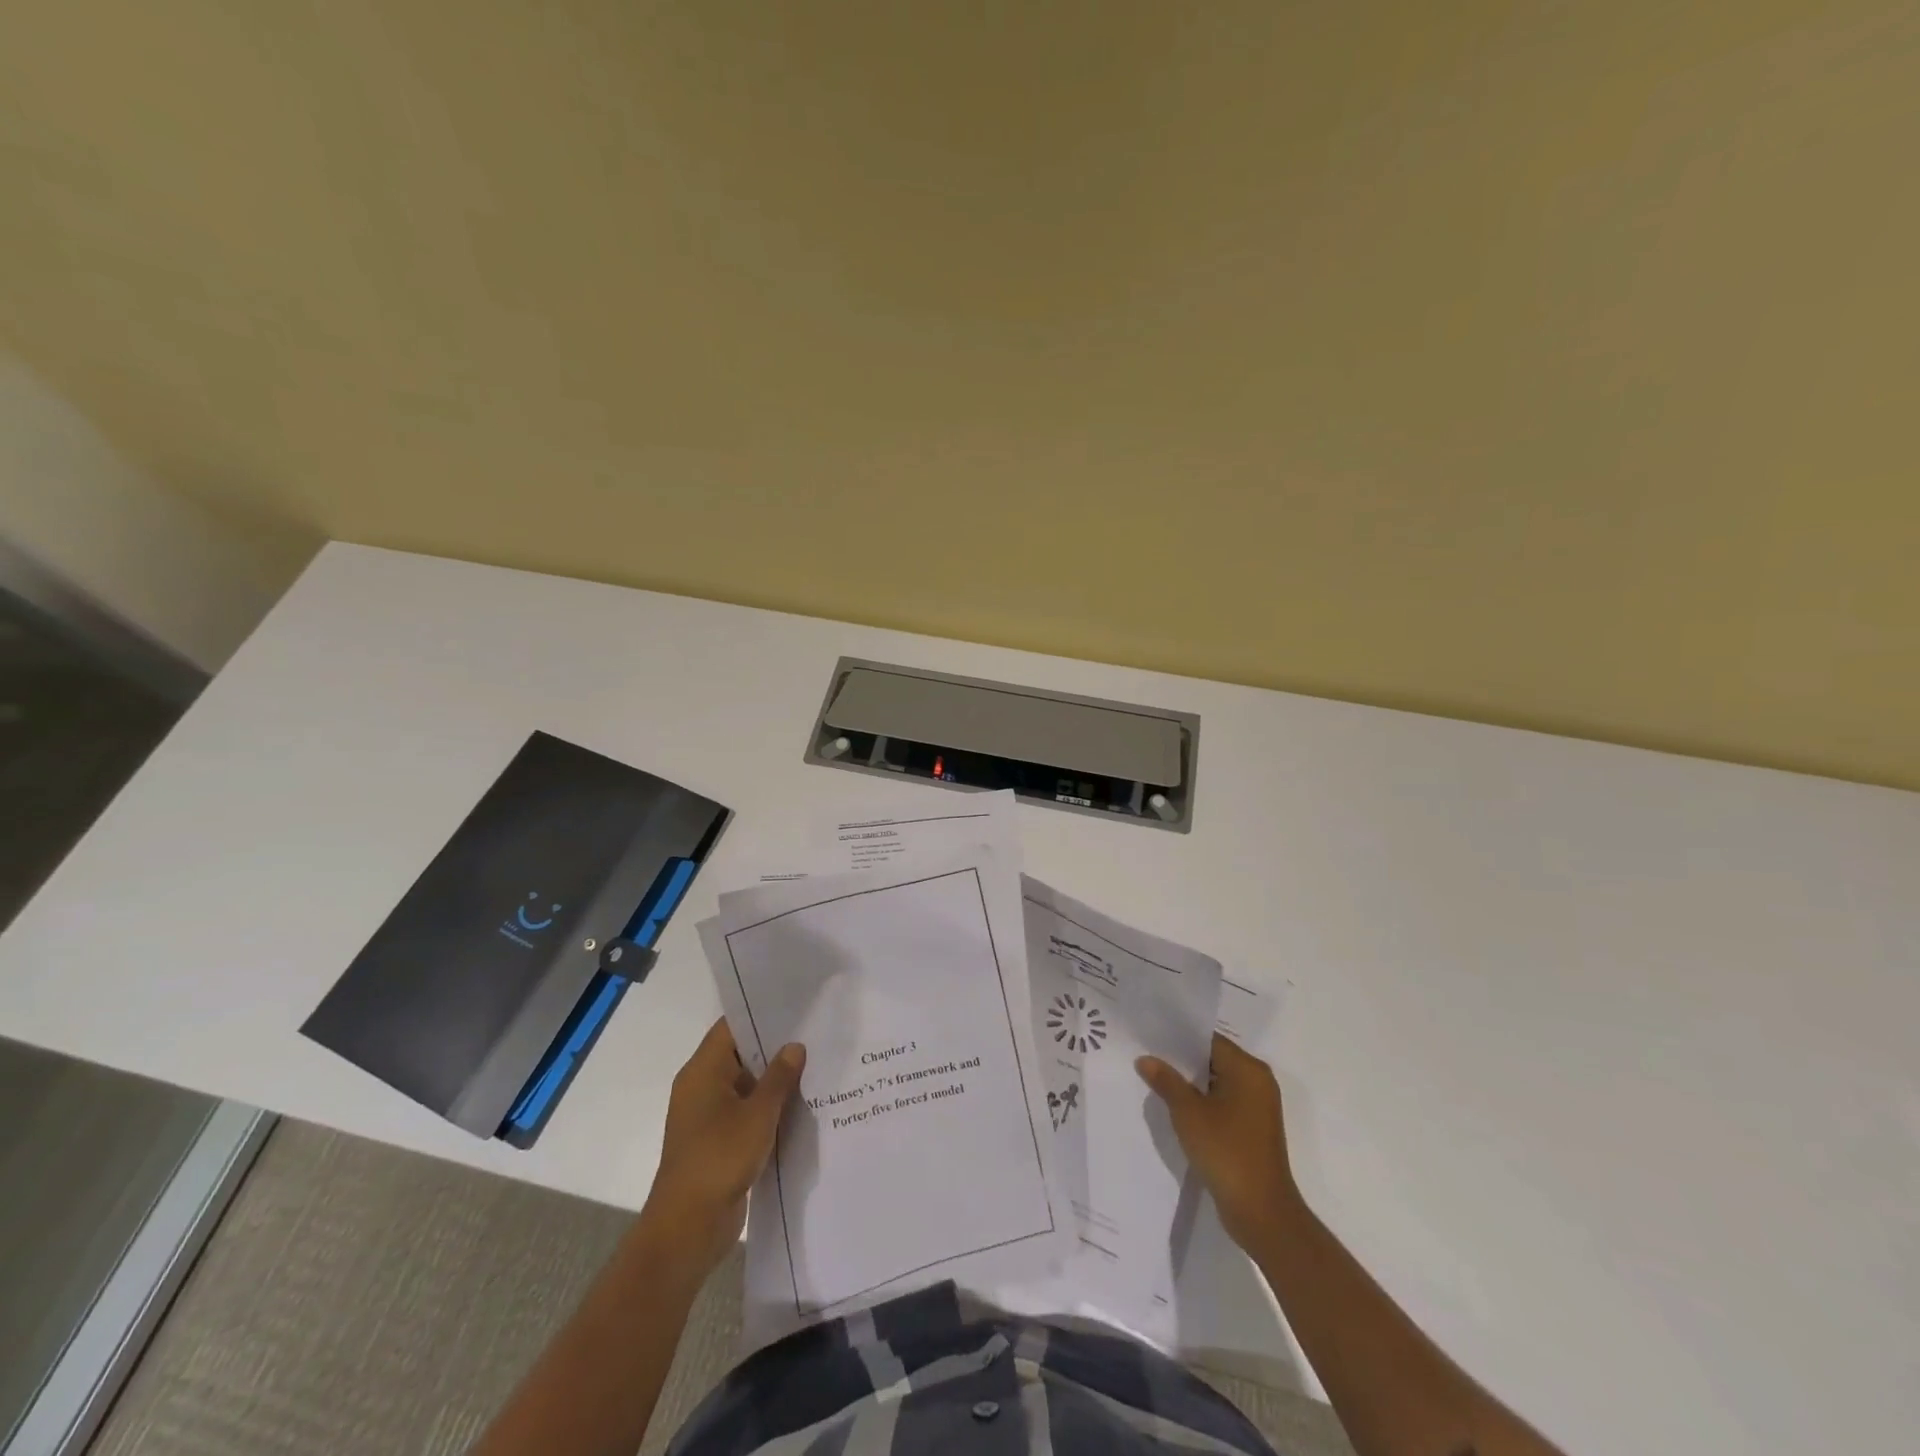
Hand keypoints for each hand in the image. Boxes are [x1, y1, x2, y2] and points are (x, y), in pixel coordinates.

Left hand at [638, 1018, 804, 1274]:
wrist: (687, 1229)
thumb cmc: (719, 1159)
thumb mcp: (758, 1114)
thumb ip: (779, 1077)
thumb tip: (795, 1046)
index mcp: (702, 1071)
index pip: (731, 1027)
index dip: (761, 1014)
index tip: (795, 1006)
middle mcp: (702, 1087)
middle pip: (740, 1055)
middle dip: (775, 1048)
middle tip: (815, 1034)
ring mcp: (708, 1116)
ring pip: (747, 1086)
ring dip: (775, 1082)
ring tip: (816, 1066)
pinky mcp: (718, 1142)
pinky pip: (746, 1113)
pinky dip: (769, 1109)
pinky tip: (802, 1107)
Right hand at [1137, 1033, 1297, 1252]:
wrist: (1262, 1212)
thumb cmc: (1226, 1151)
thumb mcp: (1188, 1113)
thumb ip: (1166, 1081)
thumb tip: (1145, 1059)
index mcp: (1248, 1069)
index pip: (1209, 1040)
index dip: (1178, 1037)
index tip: (1150, 1035)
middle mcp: (1257, 1081)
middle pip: (1214, 1059)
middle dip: (1181, 1060)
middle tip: (1146, 1055)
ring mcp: (1257, 1107)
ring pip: (1217, 1082)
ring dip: (1190, 1083)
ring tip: (1155, 1079)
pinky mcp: (1252, 1129)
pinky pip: (1223, 1103)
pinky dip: (1202, 1102)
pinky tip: (1175, 1107)